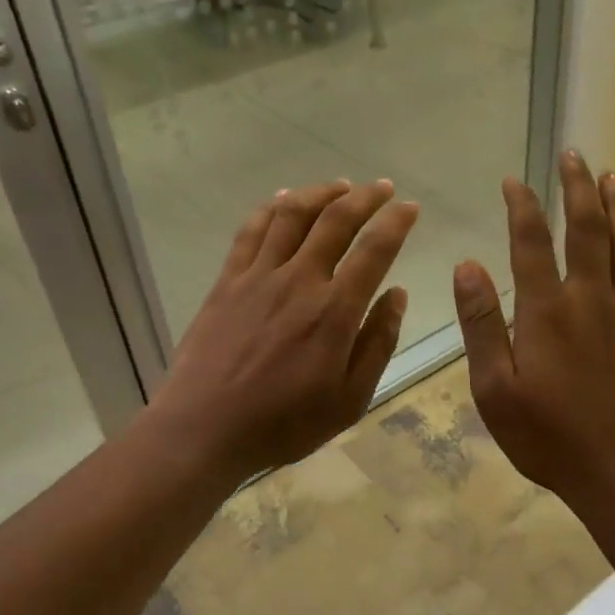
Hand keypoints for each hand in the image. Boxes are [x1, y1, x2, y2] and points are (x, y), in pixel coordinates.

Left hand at [142, 179, 418, 482]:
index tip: (409, 208)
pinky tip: (283, 200)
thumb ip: (377, 343)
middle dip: (364, 197)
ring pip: (292, 215)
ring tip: (339, 186)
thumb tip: (397, 294)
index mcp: (334, 311)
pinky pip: (251, 231)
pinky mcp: (227, 281)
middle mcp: (299, 281)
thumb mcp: (349, 399)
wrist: (204, 428)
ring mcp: (258, 277)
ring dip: (320, 193)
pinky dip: (271, 208)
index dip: (396, 223)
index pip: (374, 251)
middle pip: (335, 220)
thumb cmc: (284, 423)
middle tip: (382, 187)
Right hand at [453, 152, 614, 516]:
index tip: (514, 181)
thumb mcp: (494, 388)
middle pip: (589, 228)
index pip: (532, 242)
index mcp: (547, 310)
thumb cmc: (548, 436)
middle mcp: (591, 299)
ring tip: (613, 177)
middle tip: (574, 155)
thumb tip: (467, 266)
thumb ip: (481, 324)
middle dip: (579, 187)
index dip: (522, 206)